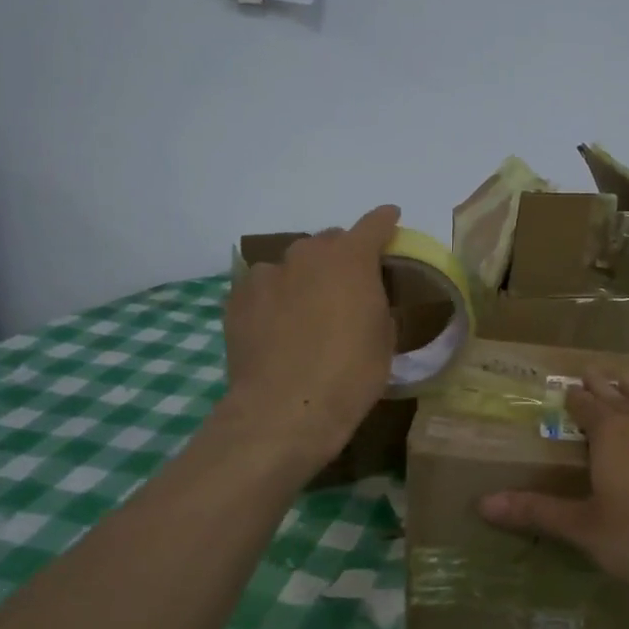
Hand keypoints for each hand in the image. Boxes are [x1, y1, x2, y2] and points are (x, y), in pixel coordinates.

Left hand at [224, 205, 399, 458]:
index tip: (391, 219)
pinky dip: (274, 297)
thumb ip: (377, 305)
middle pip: (329, 242)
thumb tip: (365, 300)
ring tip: (306, 309)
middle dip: (342, 256)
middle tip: (348, 285)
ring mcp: (267, 275)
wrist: (285, 409)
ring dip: (304, 276)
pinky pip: (263, 286)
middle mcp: (306, 255)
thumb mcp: (383, 340)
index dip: (385, 221)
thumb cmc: (350, 375)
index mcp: (350, 259)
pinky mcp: (237, 299)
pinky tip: (276, 324)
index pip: (373, 225)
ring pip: (292, 264)